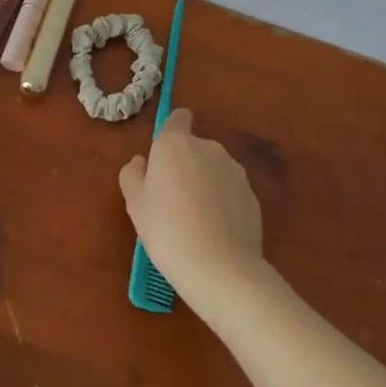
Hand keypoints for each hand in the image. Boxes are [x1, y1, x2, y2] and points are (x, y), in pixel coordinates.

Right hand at [119, 108, 265, 309]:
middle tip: (172, 199)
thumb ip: (133, 175)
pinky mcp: (253, 196)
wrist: (219, 268)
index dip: (172, 130)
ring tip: (196, 220)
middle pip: (195, 147)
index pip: (178, 118)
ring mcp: (235, 171)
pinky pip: (231, 192)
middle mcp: (208, 147)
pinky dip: (223, 203)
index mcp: (175, 143)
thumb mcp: (135, 204)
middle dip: (185, 165)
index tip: (164, 156)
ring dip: (205, 183)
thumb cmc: (167, 229)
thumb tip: (141, 163)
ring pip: (214, 170)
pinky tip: (215, 232)